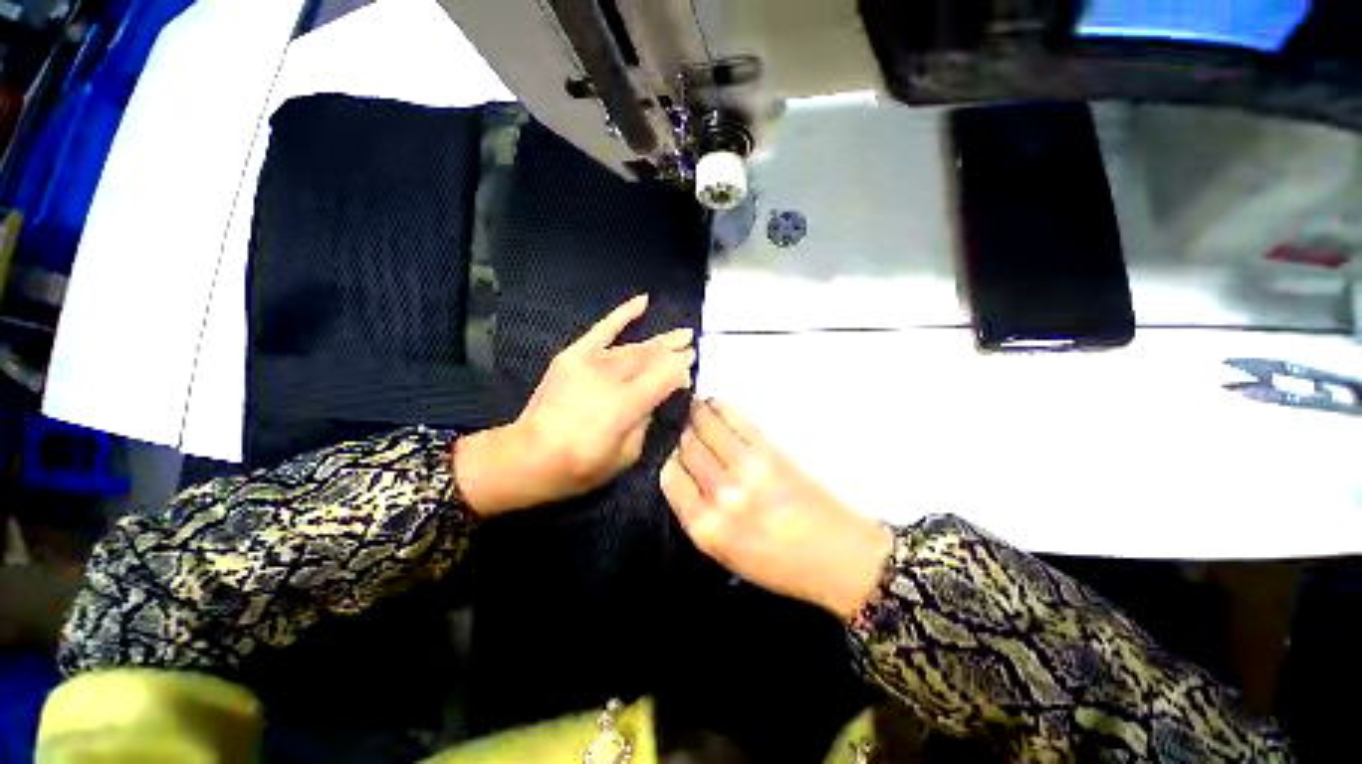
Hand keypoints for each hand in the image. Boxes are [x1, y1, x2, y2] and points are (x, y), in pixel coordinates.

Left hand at [456, 295, 694, 515]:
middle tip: (693, 344)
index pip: (666, 376)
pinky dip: (624, 314)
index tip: (692, 368)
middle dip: (675, 351)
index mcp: (627, 404)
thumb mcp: (625, 456)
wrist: (528, 457)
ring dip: (660, 341)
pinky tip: (643, 301)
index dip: (681, 371)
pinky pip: (603, 329)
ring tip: (681, 334)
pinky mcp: (574, 355)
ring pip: (635, 347)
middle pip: (653, 358)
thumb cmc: (580, 466)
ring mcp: (591, 362)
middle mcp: (612, 377)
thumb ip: (645, 423)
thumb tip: (654, 399)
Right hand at [660, 399, 893, 620]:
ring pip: (706, 427)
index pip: (670, 476)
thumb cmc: (779, 563)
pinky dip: (720, 407)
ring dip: (696, 413)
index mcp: (705, 527)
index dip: (670, 459)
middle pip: (686, 448)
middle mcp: (720, 495)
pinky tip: (715, 405)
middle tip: (682, 425)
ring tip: (694, 407)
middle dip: (682, 434)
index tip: (674, 451)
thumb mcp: (724, 553)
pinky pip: (734, 418)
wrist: (840, 556)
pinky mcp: (770, 450)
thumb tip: (682, 470)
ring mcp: (746, 468)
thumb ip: (697, 513)